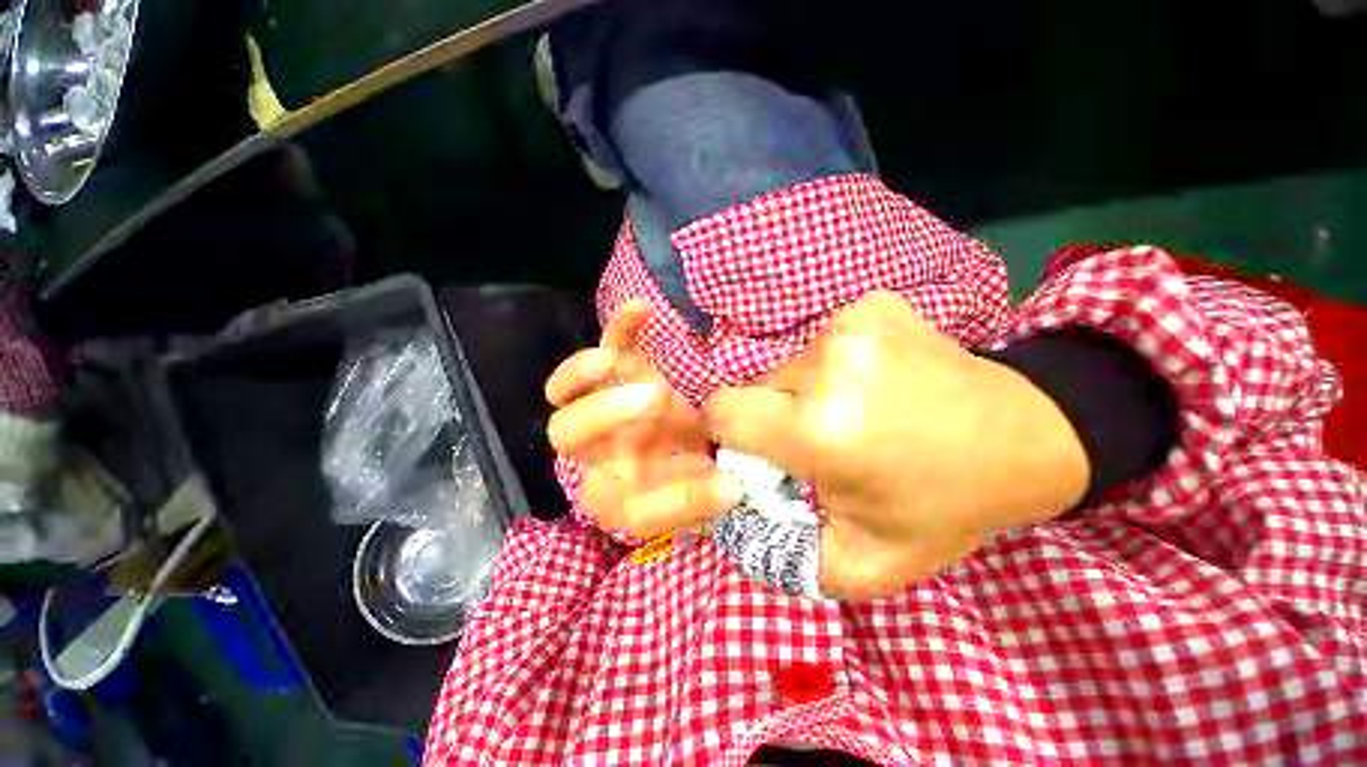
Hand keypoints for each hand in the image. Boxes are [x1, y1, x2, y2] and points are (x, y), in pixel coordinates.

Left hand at [546, 300, 741, 538]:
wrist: (694, 449)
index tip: (723, 484)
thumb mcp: (701, 499)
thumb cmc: (693, 477)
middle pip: (566, 433)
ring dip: (582, 371)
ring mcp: (604, 403)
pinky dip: (620, 328)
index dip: (669, 498)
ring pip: (566, 387)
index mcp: (610, 492)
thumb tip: (733, 489)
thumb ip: (704, 501)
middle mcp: (596, 449)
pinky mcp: (623, 371)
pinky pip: (611, 346)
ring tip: (613, 362)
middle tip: (658, 399)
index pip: (613, 499)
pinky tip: (639, 309)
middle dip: (604, 414)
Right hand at [706, 292, 1088, 598]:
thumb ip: (784, 555)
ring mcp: (854, 325)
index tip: (761, 450)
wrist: (1030, 436)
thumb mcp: (864, 562)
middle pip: (758, 386)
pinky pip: (823, 343)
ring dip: (807, 392)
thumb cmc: (943, 505)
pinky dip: (836, 366)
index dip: (731, 432)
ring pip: (790, 365)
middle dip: (775, 416)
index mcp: (821, 429)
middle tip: (822, 440)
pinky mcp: (873, 306)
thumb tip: (730, 522)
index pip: (724, 410)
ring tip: (859, 412)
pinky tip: (877, 382)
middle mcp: (829, 365)